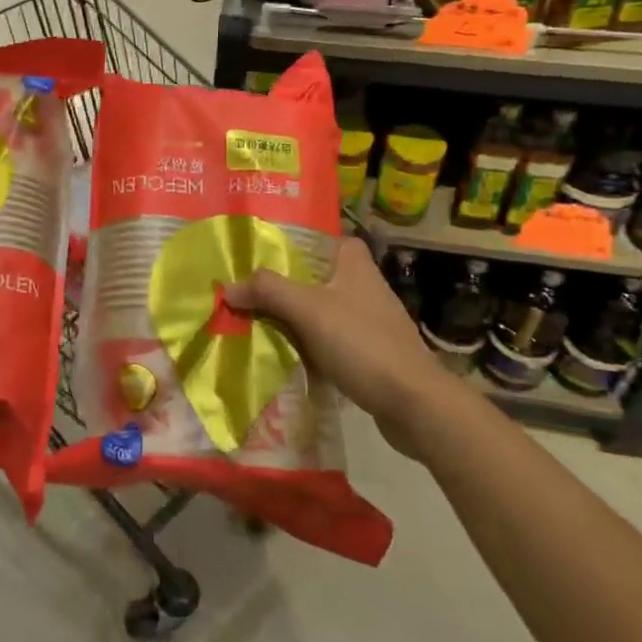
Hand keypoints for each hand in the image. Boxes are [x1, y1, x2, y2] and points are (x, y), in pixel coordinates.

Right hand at [226, 235, 456, 456]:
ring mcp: (369, 320)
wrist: (414, 403)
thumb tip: (227, 288)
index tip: (258, 254)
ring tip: (254, 321)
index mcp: (354, 262)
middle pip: (313, 276)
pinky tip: (284, 353)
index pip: (319, 239)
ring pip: (319, 309)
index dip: (290, 244)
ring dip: (291, 317)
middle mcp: (363, 284)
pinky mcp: (370, 351)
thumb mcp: (307, 309)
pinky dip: (307, 343)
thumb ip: (267, 291)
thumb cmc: (362, 343)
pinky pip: (329, 339)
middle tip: (245, 291)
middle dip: (281, 285)